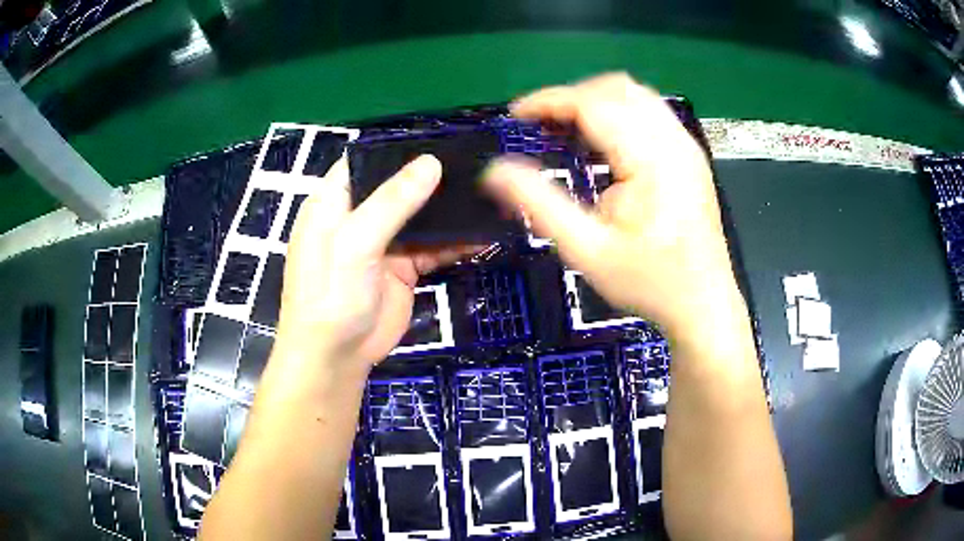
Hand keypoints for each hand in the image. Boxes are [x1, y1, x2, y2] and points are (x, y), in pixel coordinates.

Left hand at [273, 155, 475, 377]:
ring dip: (448, 208)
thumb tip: (431, 163)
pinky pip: (433, 247)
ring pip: (420, 216)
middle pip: (398, 186)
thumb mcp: (354, 244)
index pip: (365, 161)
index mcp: (335, 202)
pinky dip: (455, 241)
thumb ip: (391, 203)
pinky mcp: (403, 268)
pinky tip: (483, 233)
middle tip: (475, 163)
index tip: (437, 139)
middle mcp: (359, 216)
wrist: (337, 357)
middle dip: (432, 177)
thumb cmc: (330, 295)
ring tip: (486, 191)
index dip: (396, 149)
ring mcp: (383, 243)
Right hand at [484, 73, 744, 342]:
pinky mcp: (690, 155)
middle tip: (540, 126)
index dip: (549, 101)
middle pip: (617, 89)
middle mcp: (674, 141)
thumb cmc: (649, 282)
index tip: (515, 116)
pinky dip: (617, 112)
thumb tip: (494, 170)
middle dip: (572, 97)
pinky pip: (650, 112)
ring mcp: (686, 146)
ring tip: (565, 129)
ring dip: (595, 101)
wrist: (703, 304)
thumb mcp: (587, 251)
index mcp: (652, 159)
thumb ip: (539, 204)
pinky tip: (602, 141)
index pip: (594, 103)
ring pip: (635, 95)